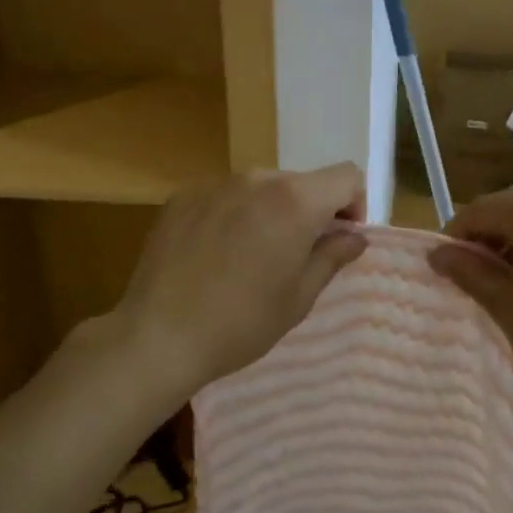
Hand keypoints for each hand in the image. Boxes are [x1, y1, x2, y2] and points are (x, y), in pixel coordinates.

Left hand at [110, 164, 367, 397]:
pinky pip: (225, 195)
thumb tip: (354, 236)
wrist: (158, 336)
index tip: (340, 238)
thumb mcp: (299, 297)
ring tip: (251, 256)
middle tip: (295, 255)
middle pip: (301, 182)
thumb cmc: (241, 323)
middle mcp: (256, 179)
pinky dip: (233, 214)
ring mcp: (215, 184)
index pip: (345, 176)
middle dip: (310, 211)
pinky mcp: (182, 196)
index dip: (353, 204)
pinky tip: (216, 253)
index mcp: (294, 201)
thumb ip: (333, 256)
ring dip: (270, 211)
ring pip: (261, 187)